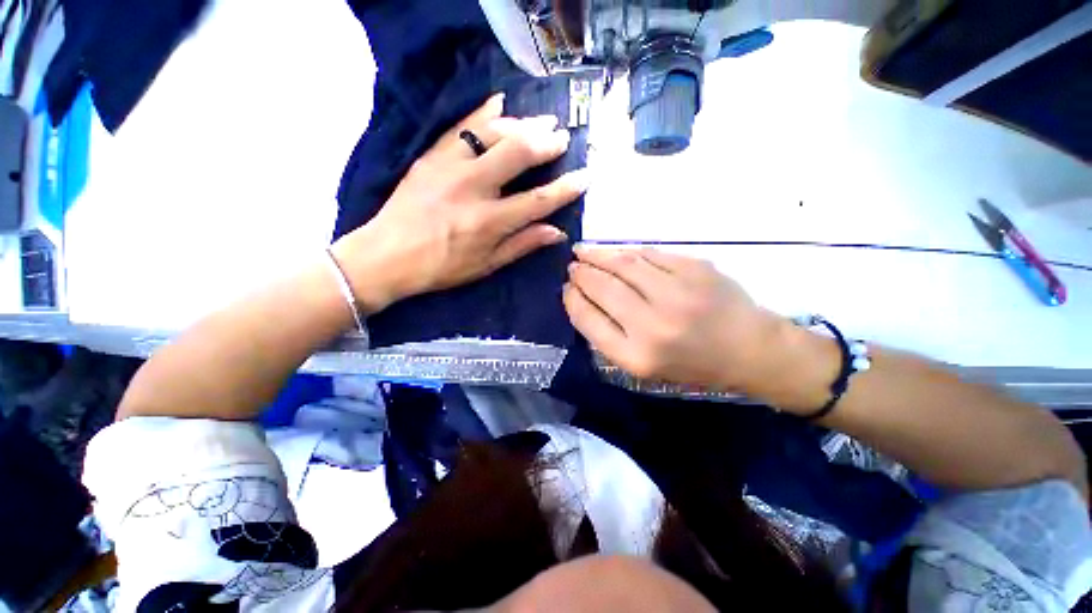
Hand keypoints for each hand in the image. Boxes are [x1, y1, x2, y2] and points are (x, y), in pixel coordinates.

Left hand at [331, 94, 587, 311]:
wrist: (386, 255)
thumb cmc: (441, 267)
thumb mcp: (486, 265)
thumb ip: (522, 245)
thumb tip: (556, 232)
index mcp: (488, 222)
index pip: (537, 201)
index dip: (565, 189)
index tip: (585, 177)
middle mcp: (473, 188)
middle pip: (518, 154)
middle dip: (546, 143)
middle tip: (562, 138)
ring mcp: (449, 167)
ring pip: (493, 133)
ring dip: (522, 125)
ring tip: (541, 123)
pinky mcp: (431, 156)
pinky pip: (461, 125)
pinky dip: (484, 111)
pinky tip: (501, 102)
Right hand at [564, 247, 833, 401]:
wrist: (751, 350)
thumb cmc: (693, 366)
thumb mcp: (643, 368)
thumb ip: (609, 337)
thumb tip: (582, 300)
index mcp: (636, 356)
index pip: (587, 319)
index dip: (571, 299)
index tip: (565, 288)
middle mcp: (652, 325)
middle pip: (602, 288)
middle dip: (581, 273)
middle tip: (572, 265)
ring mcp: (676, 292)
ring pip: (623, 264)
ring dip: (598, 255)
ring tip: (583, 251)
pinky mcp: (695, 269)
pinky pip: (649, 254)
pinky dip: (627, 252)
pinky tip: (616, 252)